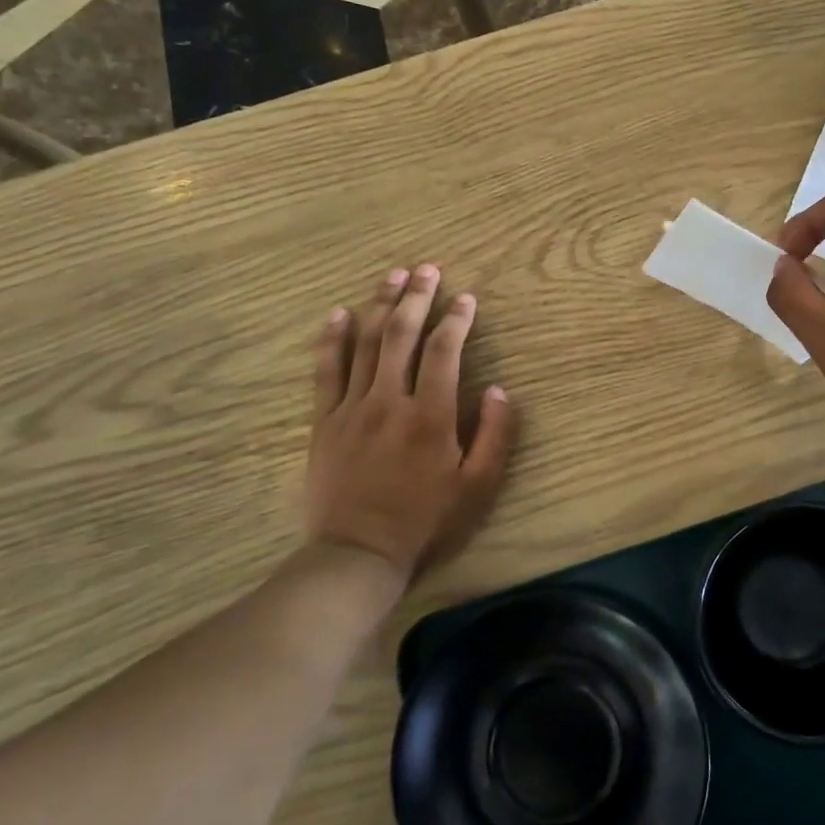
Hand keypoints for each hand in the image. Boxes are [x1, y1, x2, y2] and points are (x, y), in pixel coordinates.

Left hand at [304, 264, 518, 576]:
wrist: (357, 554)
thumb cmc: (426, 522)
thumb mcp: (478, 487)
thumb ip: (495, 435)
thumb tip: (500, 389)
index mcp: (431, 416)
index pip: (444, 352)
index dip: (457, 320)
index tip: (466, 298)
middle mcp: (390, 401)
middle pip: (402, 335)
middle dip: (417, 297)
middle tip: (427, 269)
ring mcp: (352, 408)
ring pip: (366, 344)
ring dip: (380, 305)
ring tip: (392, 276)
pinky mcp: (325, 422)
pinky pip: (326, 371)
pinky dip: (333, 339)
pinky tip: (339, 314)